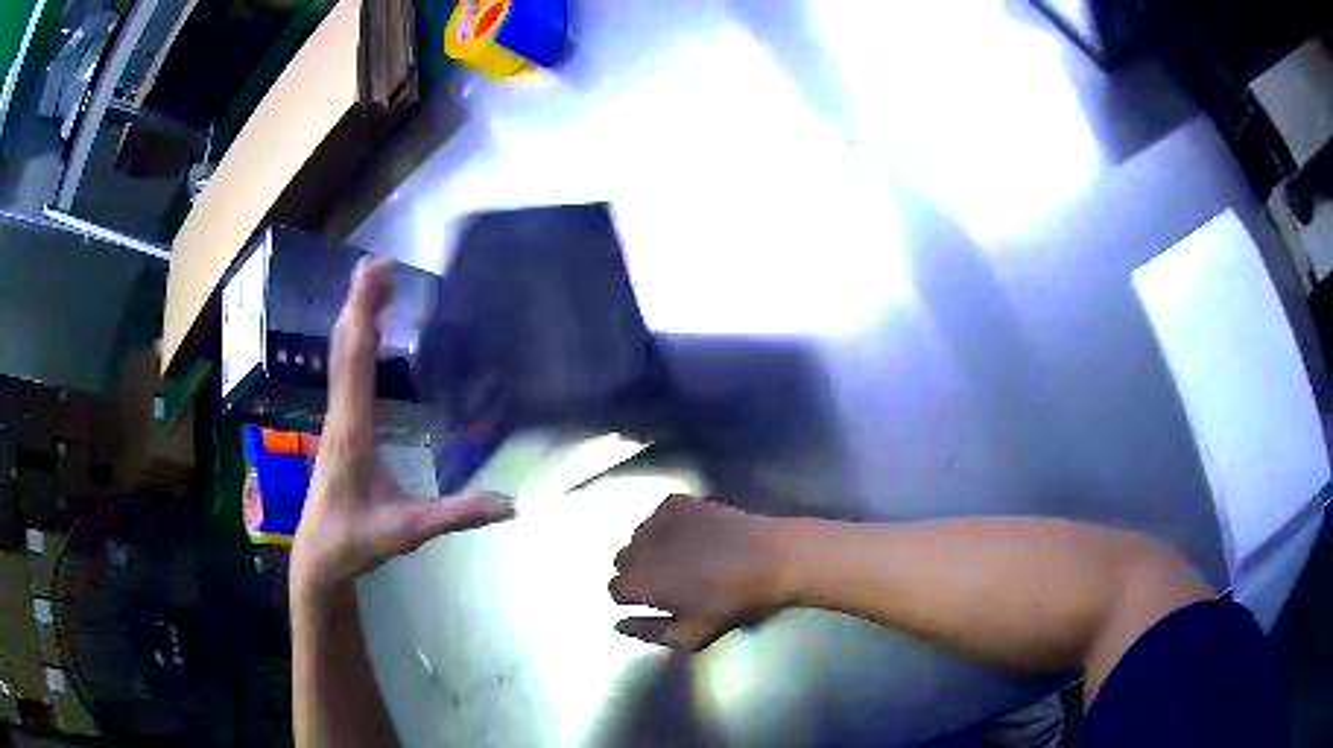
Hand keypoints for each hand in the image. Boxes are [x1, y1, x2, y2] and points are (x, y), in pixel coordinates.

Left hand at [292, 257, 513, 600]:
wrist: (319, 558)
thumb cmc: (356, 541)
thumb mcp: (408, 532)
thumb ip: (457, 515)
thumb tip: (510, 504)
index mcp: (353, 430)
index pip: (357, 361)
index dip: (366, 313)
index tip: (377, 272)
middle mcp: (340, 414)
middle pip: (344, 346)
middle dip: (360, 301)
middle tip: (380, 261)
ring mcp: (337, 418)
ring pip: (340, 355)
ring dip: (356, 316)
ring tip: (374, 282)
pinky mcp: (339, 425)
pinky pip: (344, 370)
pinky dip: (355, 340)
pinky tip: (367, 333)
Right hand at [609, 494, 792, 649]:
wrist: (770, 559)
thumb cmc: (732, 602)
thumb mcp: (691, 634)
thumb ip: (648, 632)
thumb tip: (618, 624)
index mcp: (639, 582)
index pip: (614, 589)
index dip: (632, 597)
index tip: (654, 601)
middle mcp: (639, 547)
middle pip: (623, 560)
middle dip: (639, 571)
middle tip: (670, 580)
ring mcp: (657, 519)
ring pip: (639, 536)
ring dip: (652, 547)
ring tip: (685, 556)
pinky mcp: (677, 501)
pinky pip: (658, 515)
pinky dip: (668, 525)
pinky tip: (694, 535)